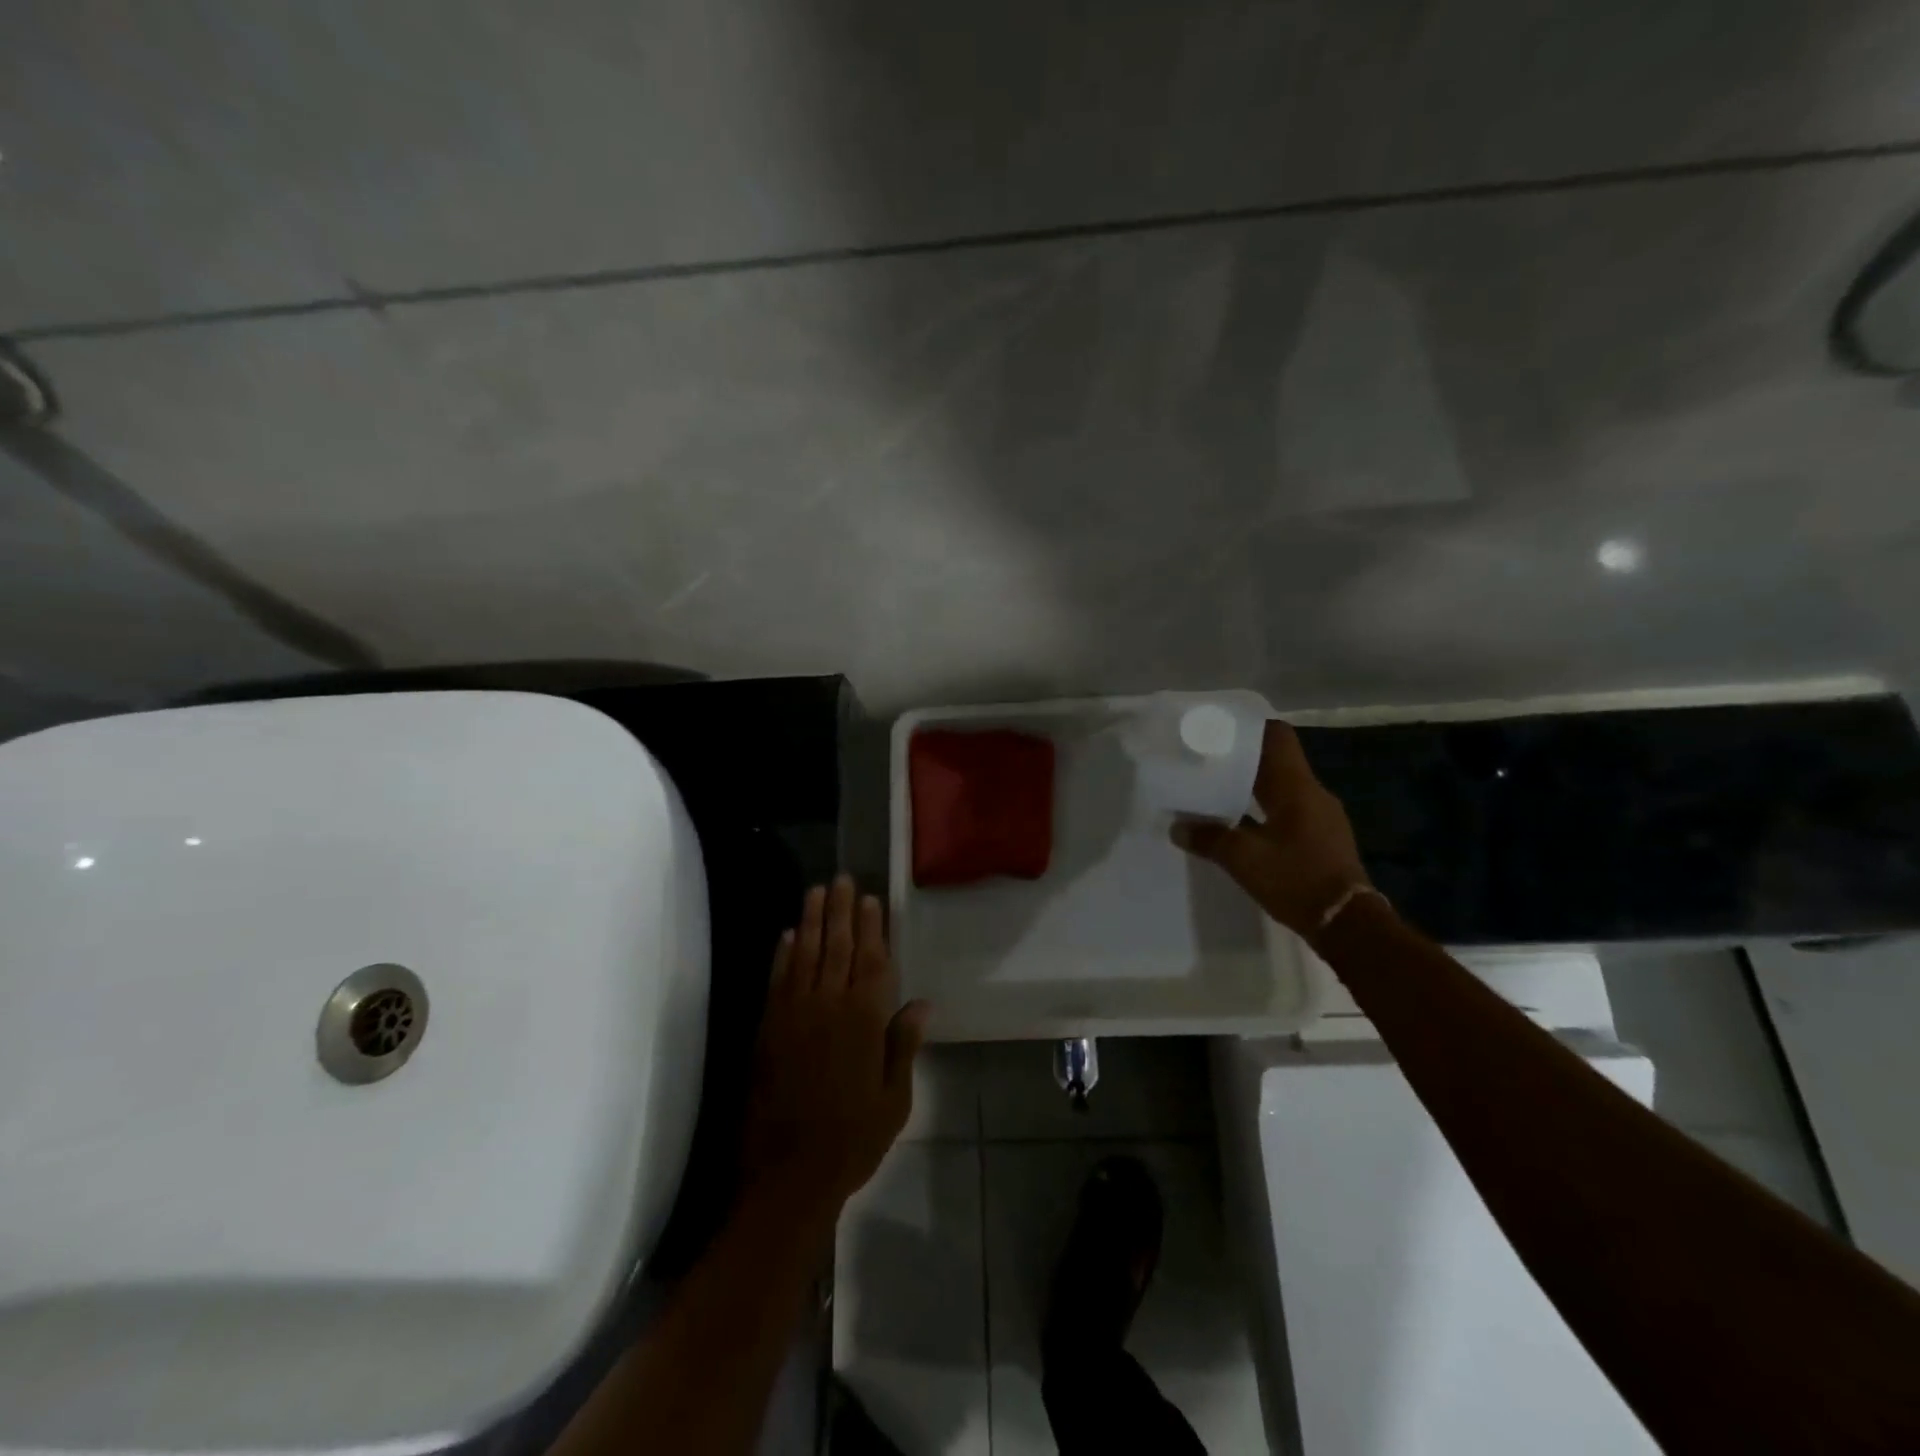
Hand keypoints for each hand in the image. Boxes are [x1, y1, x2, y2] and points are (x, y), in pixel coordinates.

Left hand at [742, 876, 930, 1220]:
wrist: (788, 1174)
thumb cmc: (852, 1139)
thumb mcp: (894, 1099)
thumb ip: (903, 1045)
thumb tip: (921, 1003)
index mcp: (864, 1020)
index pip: (871, 961)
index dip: (871, 928)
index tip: (870, 899)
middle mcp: (828, 1006)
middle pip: (836, 947)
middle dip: (840, 911)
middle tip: (841, 880)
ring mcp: (793, 1015)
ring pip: (804, 955)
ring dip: (810, 921)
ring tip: (816, 892)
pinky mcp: (767, 1029)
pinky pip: (777, 980)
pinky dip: (782, 955)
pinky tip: (787, 936)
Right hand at [1171, 720, 1370, 936]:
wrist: (1348, 924)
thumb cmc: (1296, 879)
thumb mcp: (1244, 859)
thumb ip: (1209, 838)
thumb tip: (1177, 827)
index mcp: (1296, 787)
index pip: (1277, 737)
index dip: (1248, 728)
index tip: (1218, 729)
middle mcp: (1312, 793)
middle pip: (1276, 761)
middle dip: (1242, 758)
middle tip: (1206, 761)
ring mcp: (1321, 816)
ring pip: (1281, 786)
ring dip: (1252, 785)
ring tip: (1217, 790)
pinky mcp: (1321, 837)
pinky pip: (1288, 808)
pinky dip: (1263, 808)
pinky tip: (1240, 823)